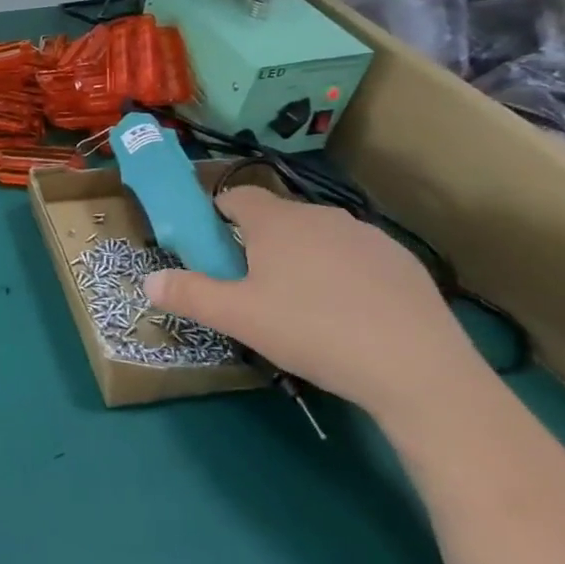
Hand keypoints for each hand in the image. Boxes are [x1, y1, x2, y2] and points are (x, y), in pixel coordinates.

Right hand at [143, 185, 487, 420]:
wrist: (416, 367)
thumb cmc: (311, 331)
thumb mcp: (238, 318)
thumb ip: (188, 294)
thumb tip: (148, 281)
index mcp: (276, 221)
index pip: (236, 196)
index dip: (217, 215)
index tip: (212, 247)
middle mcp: (321, 215)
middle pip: (277, 217)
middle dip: (258, 242)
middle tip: (252, 286)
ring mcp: (368, 235)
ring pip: (318, 237)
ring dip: (302, 257)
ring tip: (302, 305)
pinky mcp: (403, 261)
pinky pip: (357, 257)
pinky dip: (343, 274)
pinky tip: (349, 315)